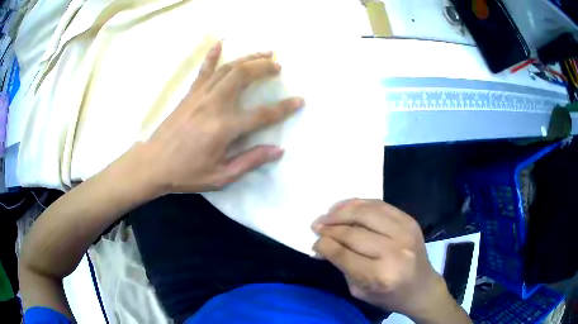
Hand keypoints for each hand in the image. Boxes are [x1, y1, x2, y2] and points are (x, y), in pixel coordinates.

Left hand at [137, 41, 303, 193]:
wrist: (153, 164)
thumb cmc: (187, 173)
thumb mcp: (221, 176)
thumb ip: (250, 161)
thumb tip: (278, 150)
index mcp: (224, 128)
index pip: (262, 114)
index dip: (284, 108)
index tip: (300, 100)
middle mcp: (214, 105)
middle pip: (243, 76)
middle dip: (264, 67)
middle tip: (278, 65)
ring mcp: (200, 96)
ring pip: (227, 68)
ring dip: (248, 57)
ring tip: (264, 52)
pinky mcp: (190, 94)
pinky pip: (203, 70)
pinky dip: (212, 55)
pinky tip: (220, 43)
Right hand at [311, 199, 452, 320]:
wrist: (422, 287)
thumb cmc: (389, 295)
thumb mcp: (360, 290)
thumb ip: (341, 266)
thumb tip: (321, 246)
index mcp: (380, 275)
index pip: (343, 254)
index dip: (324, 246)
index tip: (314, 242)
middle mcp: (394, 251)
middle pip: (353, 232)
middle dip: (330, 227)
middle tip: (316, 226)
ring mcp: (404, 232)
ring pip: (365, 213)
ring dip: (342, 211)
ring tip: (328, 214)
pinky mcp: (409, 220)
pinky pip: (379, 205)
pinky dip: (359, 203)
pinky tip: (346, 207)